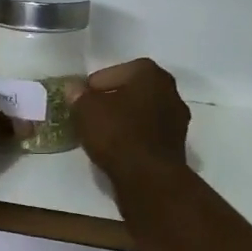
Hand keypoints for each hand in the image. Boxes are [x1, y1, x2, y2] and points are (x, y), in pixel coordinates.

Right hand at [71, 59, 191, 182]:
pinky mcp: (177, 145)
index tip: (82, 99)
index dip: (95, 85)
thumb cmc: (118, 134)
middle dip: (112, 100)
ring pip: (142, 113)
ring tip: (102, 133)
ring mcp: (177, 119)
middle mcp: (170, 91)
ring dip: (124, 120)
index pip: (116, 71)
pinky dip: (134, 137)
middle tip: (91, 113)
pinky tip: (118, 149)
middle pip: (133, 91)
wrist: (149, 179)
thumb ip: (78, 96)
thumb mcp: (86, 110)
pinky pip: (148, 134)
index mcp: (150, 74)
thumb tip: (74, 89)